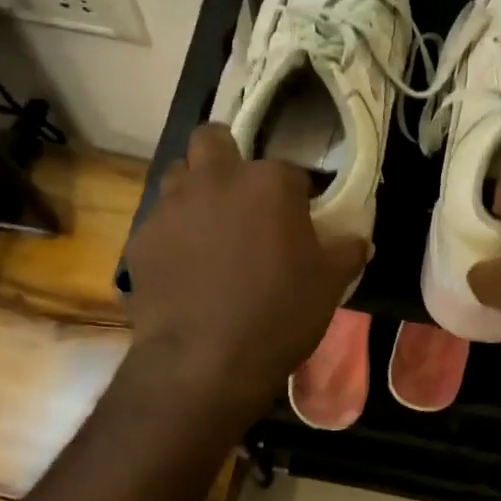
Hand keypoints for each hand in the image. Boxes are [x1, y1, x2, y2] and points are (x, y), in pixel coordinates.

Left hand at [127, 125, 366, 410]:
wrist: (205, 360)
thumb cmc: (279, 314)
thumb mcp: (329, 285)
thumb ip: (346, 253)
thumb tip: (360, 241)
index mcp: (269, 183)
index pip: (290, 171)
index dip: (296, 195)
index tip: (299, 221)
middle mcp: (216, 180)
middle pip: (213, 140)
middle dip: (226, 157)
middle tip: (241, 198)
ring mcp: (171, 207)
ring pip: (178, 175)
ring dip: (195, 191)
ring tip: (210, 231)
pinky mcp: (141, 239)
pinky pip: (159, 223)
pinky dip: (173, 236)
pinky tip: (184, 270)